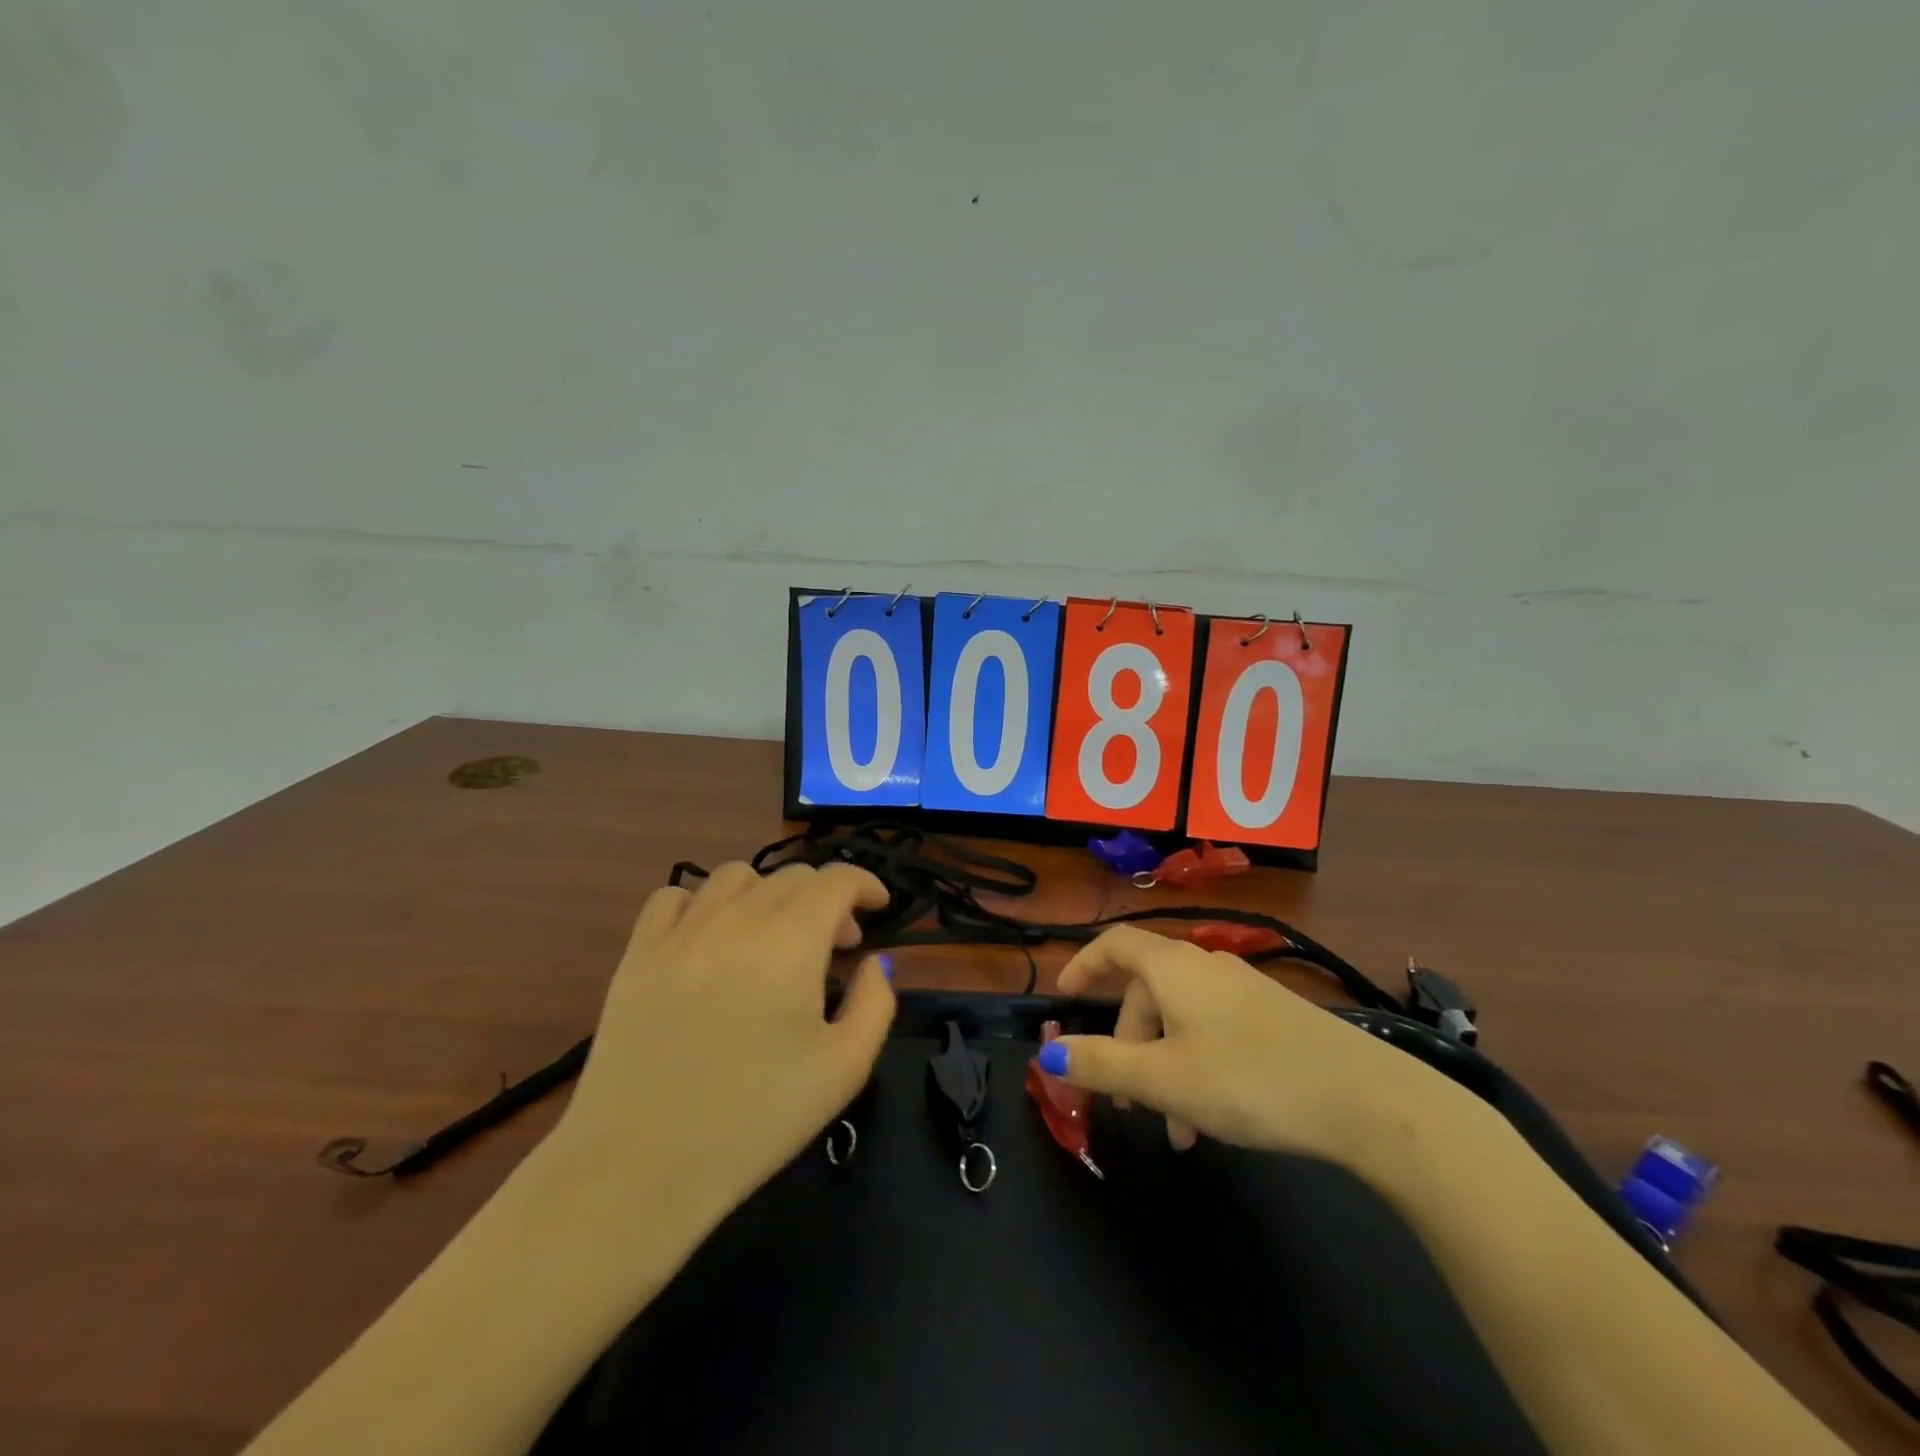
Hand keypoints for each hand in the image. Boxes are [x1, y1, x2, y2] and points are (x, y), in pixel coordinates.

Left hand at [545, 861, 894, 1225]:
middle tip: (835, 945)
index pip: (837, 879)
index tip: (878, 908)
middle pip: (792, 876)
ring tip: (773, 937)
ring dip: (769, 894)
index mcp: (792, 938)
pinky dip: (703, 903)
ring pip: (735, 877)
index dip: (865, 884)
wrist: (641, 1166)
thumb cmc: (756, 1119)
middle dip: (826, 899)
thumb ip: (875, 1002)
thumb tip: (873, 963)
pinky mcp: (637, 954)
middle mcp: (737, 917)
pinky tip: (710, 938)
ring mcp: (681, 931)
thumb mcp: (844, 1068)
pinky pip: (673, 898)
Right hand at [1046, 926, 1468, 1165]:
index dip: (1084, 964)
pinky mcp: (1274, 1018)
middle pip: (1146, 990)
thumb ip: (1102, 1064)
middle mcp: (1206, 968)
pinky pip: (1214, 1032)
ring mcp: (1244, 991)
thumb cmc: (1247, 1078)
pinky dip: (1196, 1066)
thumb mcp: (1163, 1078)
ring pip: (1181, 1019)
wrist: (1364, 1098)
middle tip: (1122, 1096)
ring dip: (1163, 1065)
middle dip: (1126, 1042)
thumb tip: (1049, 1052)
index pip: (1115, 944)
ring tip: (1171, 1128)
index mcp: (1173, 967)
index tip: (1065, 997)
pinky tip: (1211, 1121)